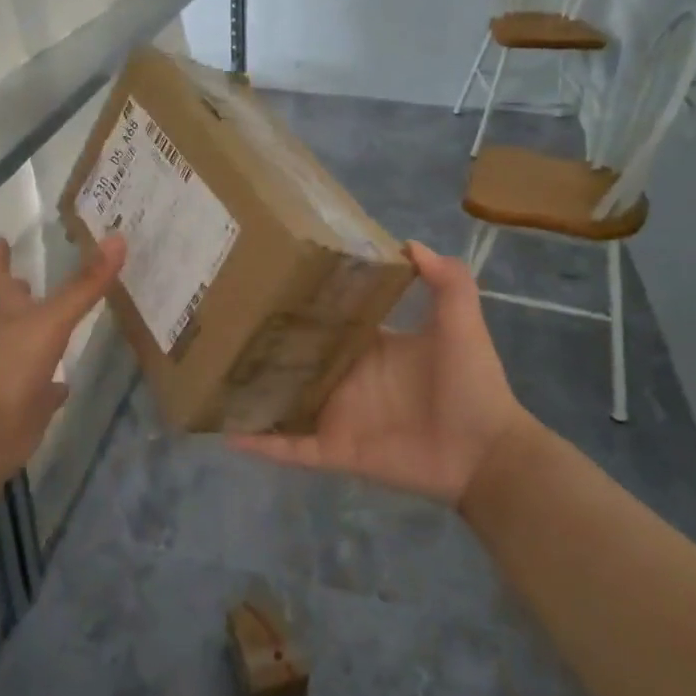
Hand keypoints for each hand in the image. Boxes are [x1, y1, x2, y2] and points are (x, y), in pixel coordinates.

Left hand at [0, 232, 125, 490]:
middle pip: (11, 311)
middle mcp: (8, 340)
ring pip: (29, 348)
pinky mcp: (28, 406)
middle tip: (27, 274)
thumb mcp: (53, 319)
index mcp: (8, 315)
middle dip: (18, 294)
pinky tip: (67, 383)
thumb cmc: (13, 365)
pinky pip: (44, 392)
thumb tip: (118, 238)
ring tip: (60, 322)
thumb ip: (85, 284)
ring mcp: (16, 374)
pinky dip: (55, 386)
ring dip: (41, 336)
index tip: (1, 238)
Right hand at [229, 241, 538, 505]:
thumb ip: (446, 280)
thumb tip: (408, 242)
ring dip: (252, 392)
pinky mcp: (334, 449)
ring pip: (283, 401)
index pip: (326, 321)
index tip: (264, 281)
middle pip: (296, 358)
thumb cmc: (471, 383)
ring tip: (210, 374)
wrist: (486, 452)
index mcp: (369, 346)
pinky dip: (259, 443)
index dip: (299, 304)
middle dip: (264, 344)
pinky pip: (289, 447)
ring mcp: (336, 415)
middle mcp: (345, 377)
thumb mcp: (461, 321)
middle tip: (220, 322)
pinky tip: (224, 431)